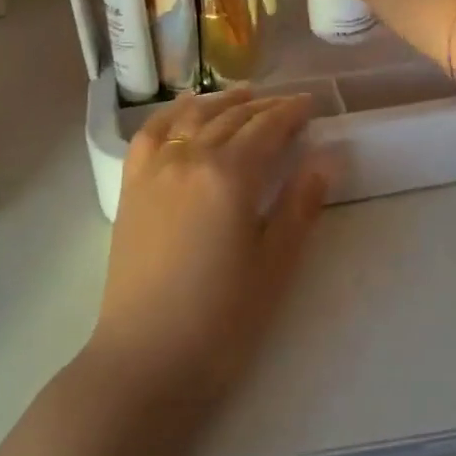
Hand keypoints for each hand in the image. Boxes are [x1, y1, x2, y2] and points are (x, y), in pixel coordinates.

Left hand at [86, 89, 327, 424]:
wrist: (145, 360)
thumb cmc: (221, 320)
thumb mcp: (275, 266)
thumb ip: (299, 206)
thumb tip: (324, 159)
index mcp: (230, 176)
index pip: (266, 128)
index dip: (291, 112)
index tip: (310, 104)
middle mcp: (189, 158)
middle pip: (231, 119)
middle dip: (263, 106)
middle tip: (287, 104)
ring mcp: (154, 170)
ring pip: (192, 119)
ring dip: (221, 102)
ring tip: (244, 95)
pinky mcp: (131, 188)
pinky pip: (150, 134)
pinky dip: (170, 113)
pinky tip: (183, 109)